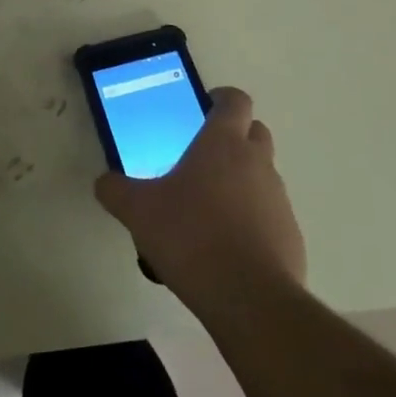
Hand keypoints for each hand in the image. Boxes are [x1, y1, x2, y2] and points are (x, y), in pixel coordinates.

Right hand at [94, 87, 304, 320]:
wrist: (248, 298)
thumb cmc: (190, 236)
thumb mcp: (137, 211)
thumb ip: (116, 190)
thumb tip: (104, 182)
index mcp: (223, 143)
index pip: (235, 100)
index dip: (221, 98)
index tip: (204, 107)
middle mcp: (257, 162)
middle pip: (255, 132)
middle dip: (234, 137)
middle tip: (202, 157)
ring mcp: (278, 199)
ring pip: (263, 174)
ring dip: (242, 180)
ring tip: (209, 209)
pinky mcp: (291, 235)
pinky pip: (270, 214)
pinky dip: (253, 219)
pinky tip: (226, 246)